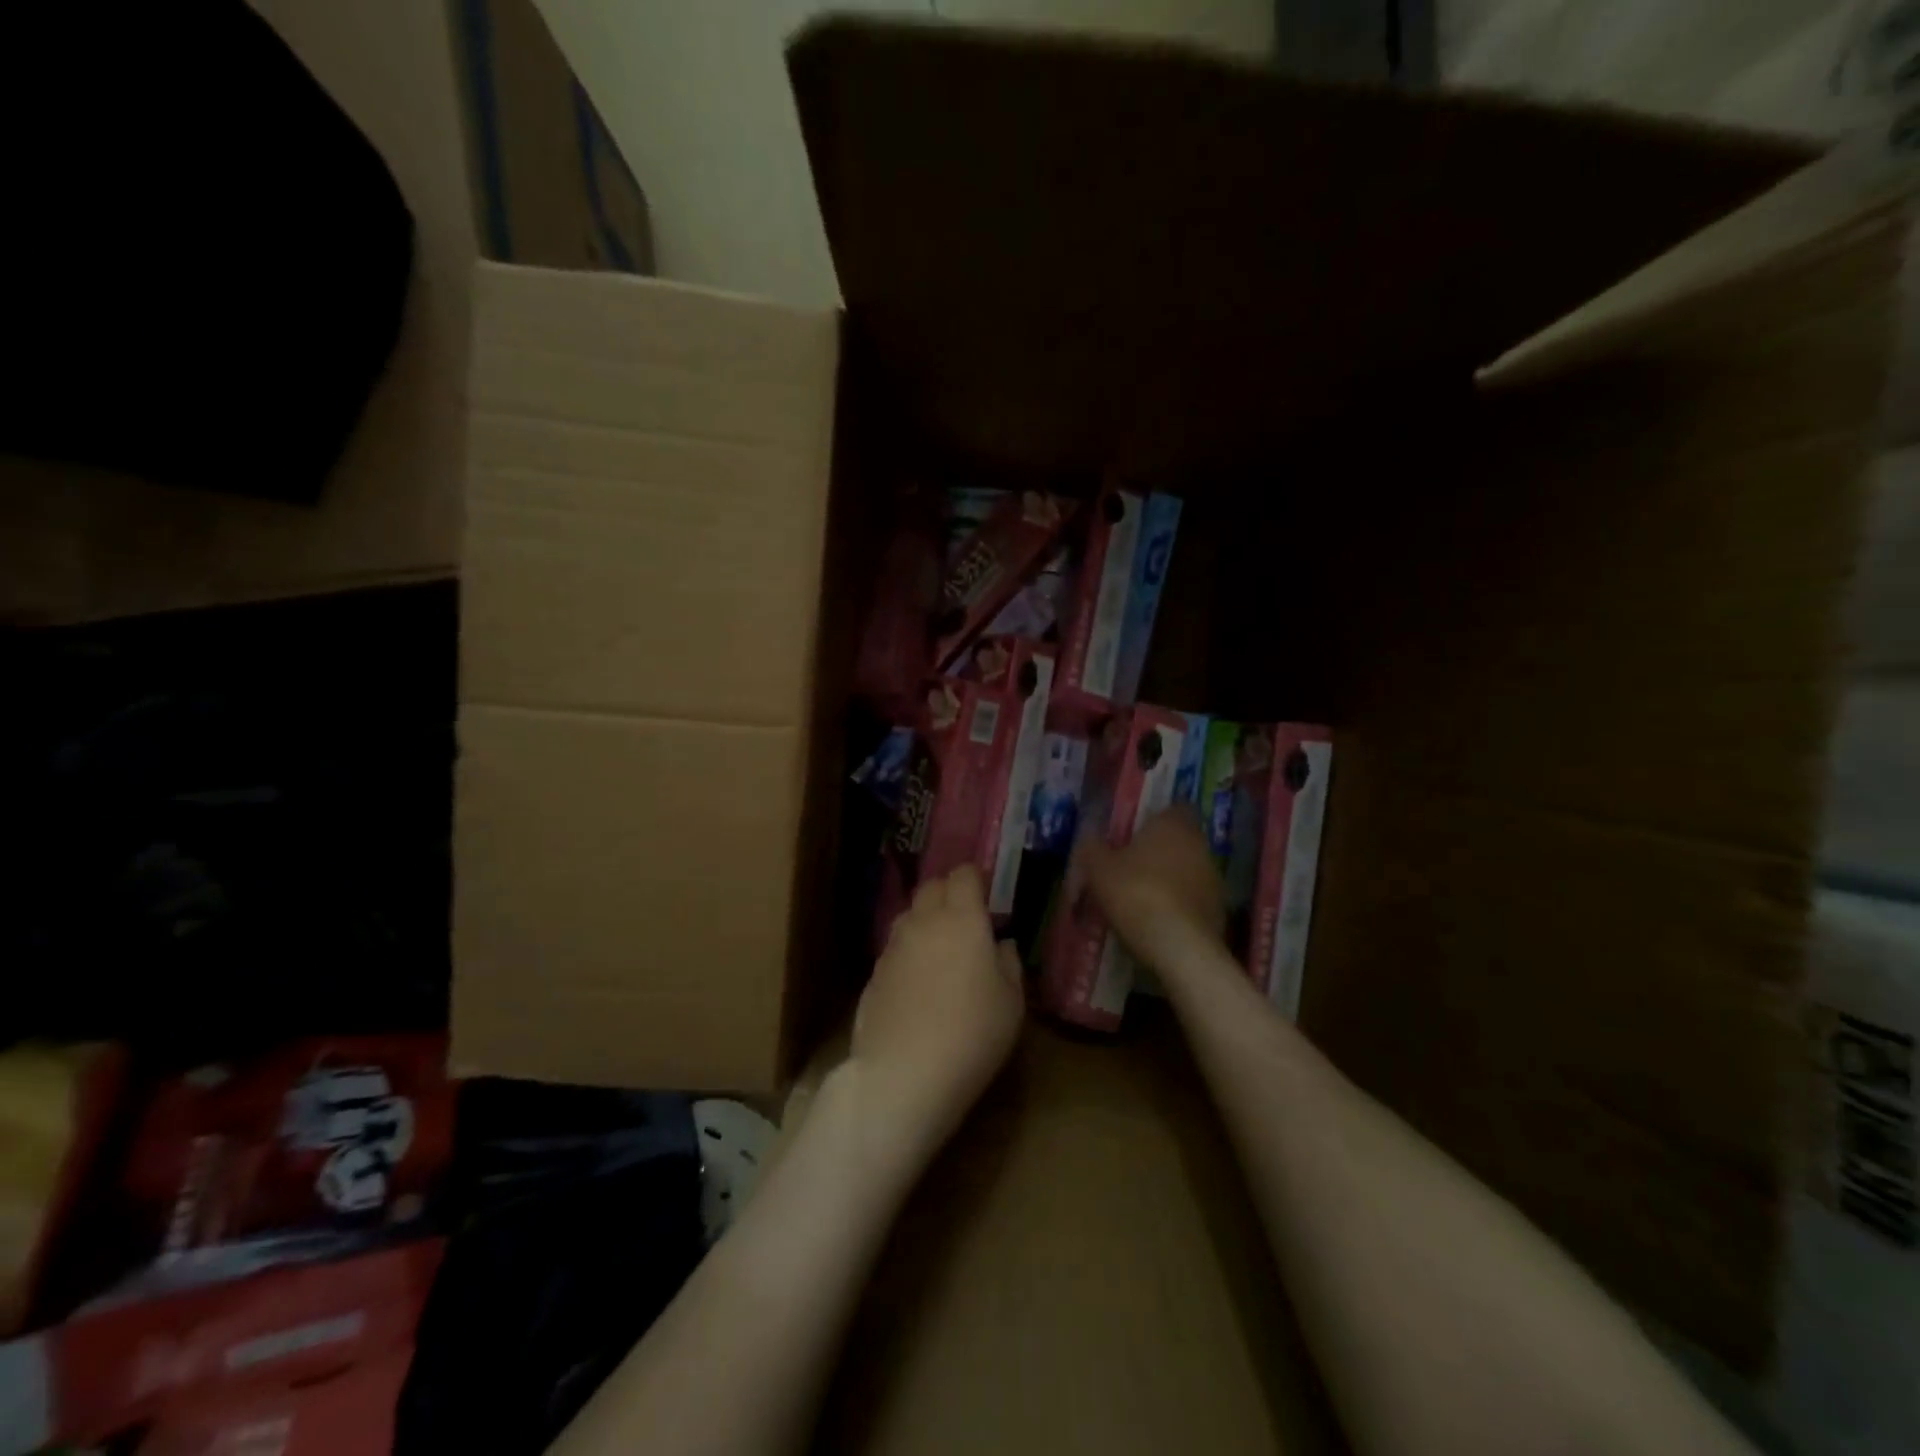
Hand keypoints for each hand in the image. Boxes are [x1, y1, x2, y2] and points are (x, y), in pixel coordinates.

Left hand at [849, 866, 1023, 1159]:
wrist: (903, 1074)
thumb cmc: (972, 1034)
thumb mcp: (1011, 1003)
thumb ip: (1009, 964)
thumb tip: (1001, 944)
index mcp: (962, 919)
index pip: (964, 874)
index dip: (976, 879)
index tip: (988, 895)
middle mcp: (923, 922)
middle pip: (931, 887)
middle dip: (949, 893)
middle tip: (966, 919)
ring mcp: (893, 947)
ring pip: (909, 915)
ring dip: (926, 921)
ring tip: (942, 950)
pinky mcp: (874, 974)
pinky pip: (895, 948)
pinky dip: (909, 952)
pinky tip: (919, 982)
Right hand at [1080, 806, 1226, 976]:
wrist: (1180, 948)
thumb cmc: (1136, 893)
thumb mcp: (1098, 869)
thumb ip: (1092, 847)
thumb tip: (1090, 839)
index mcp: (1172, 824)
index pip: (1172, 807)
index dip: (1153, 818)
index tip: (1132, 833)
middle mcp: (1199, 844)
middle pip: (1177, 840)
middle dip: (1155, 851)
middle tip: (1127, 867)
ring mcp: (1213, 878)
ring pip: (1185, 870)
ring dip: (1166, 879)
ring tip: (1137, 899)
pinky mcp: (1219, 910)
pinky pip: (1191, 899)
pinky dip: (1176, 906)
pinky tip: (1154, 922)